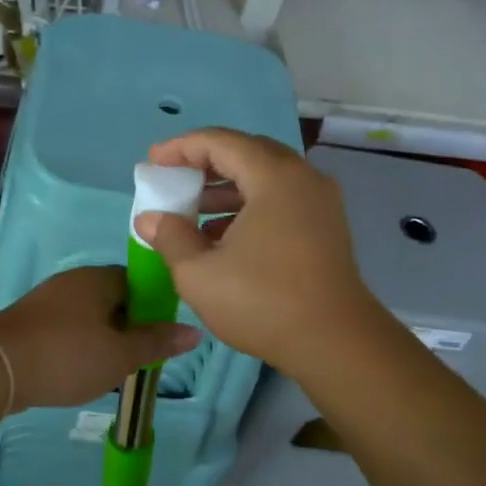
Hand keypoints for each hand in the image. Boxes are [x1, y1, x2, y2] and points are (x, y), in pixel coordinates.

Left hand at [0, 266, 199, 412]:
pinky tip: (79, 369)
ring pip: (88, 315)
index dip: (154, 306)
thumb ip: (156, 342)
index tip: (161, 335)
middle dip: (128, 325)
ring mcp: (46, 300)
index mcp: (98, 279)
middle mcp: (72, 281)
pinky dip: (77, 345)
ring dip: (102, 337)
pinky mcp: (28, 322)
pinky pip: (65, 328)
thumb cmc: (66, 356)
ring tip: (112, 368)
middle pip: (112, 298)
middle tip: (140, 357)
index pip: (138, 281)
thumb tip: (194, 331)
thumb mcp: (120, 355)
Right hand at [133, 129, 377, 375]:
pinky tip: (221, 236)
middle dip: (204, 163)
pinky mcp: (326, 226)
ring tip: (190, 210)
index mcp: (274, 177)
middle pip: (246, 153)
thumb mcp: (199, 273)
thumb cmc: (263, 302)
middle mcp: (302, 177)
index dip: (181, 147)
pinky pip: (280, 199)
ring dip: (225, 187)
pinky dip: (248, 206)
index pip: (220, 142)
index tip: (153, 161)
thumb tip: (149, 218)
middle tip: (172, 178)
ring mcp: (319, 202)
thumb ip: (170, 237)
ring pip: (264, 178)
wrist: (336, 343)